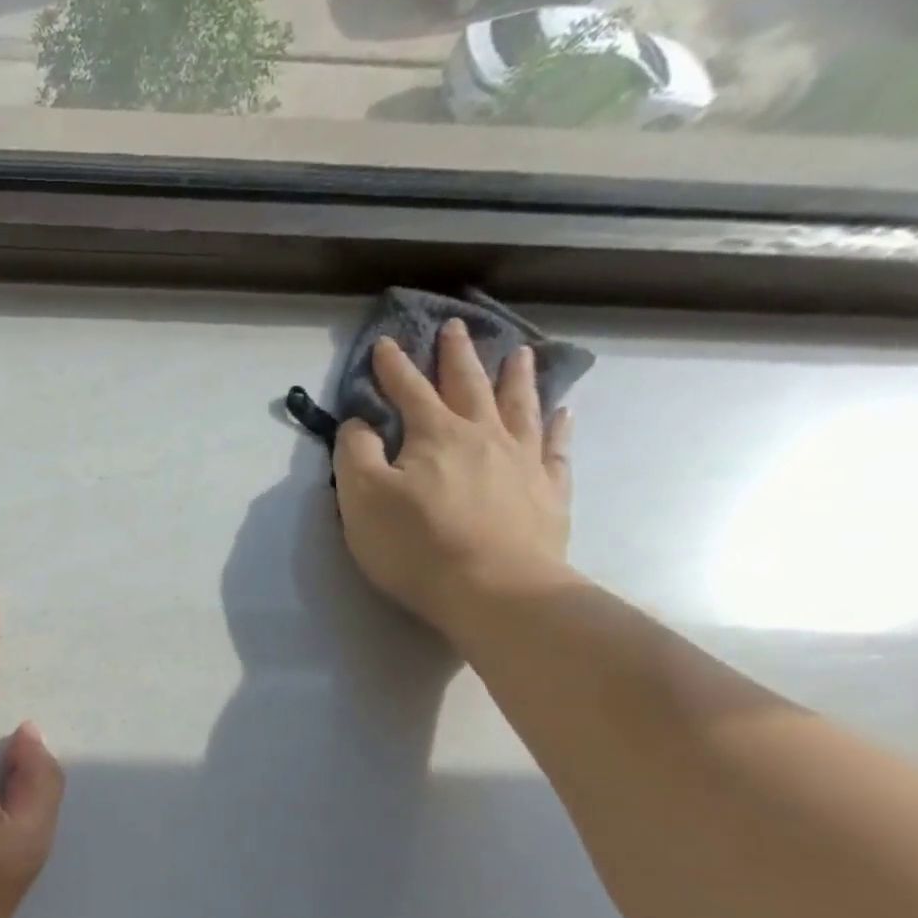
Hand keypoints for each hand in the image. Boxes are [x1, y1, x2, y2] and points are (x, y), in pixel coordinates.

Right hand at [334, 320, 576, 644]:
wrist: (495, 589)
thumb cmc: (417, 545)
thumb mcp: (362, 500)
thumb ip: (355, 455)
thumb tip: (360, 423)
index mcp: (435, 435)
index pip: (409, 390)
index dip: (394, 367)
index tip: (386, 342)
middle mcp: (483, 435)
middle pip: (469, 385)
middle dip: (457, 356)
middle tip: (455, 327)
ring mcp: (523, 461)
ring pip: (520, 405)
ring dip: (515, 377)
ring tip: (519, 353)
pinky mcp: (548, 491)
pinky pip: (556, 447)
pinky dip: (558, 425)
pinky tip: (562, 412)